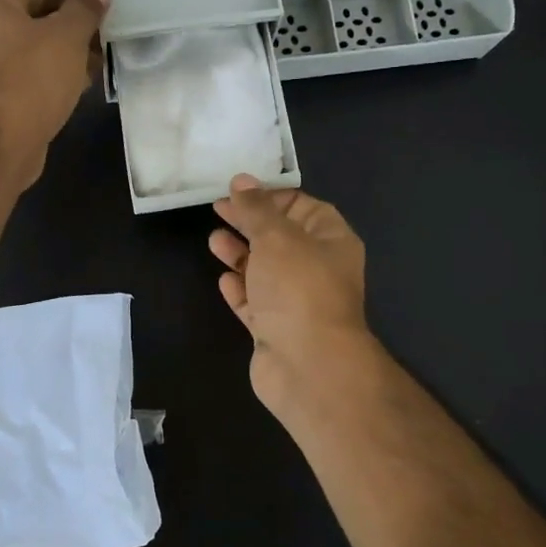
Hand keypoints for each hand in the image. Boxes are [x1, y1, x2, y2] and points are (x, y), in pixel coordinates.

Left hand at [0, 0, 109, 186]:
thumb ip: (84, 10)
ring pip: (28, 52)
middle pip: (31, 18)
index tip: (104, 0)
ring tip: (97, 63)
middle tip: (104, 35)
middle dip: (71, 26)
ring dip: (62, 55)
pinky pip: (22, 78)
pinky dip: (48, 78)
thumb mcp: (67, 37)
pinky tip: (76, 87)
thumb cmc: (31, 79)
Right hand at [210, 175, 372, 414]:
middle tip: (217, 209)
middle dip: (249, 223)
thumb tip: (242, 181)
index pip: (301, 206)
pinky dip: (240, 290)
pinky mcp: (275, 330)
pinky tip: (223, 280)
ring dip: (240, 254)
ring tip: (214, 241)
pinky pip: (255, 303)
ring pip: (265, 271)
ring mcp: (296, 302)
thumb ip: (256, 209)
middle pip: (280, 237)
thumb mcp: (276, 236)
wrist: (308, 365)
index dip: (269, 196)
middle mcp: (317, 269)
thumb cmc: (298, 288)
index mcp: (331, 240)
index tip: (236, 191)